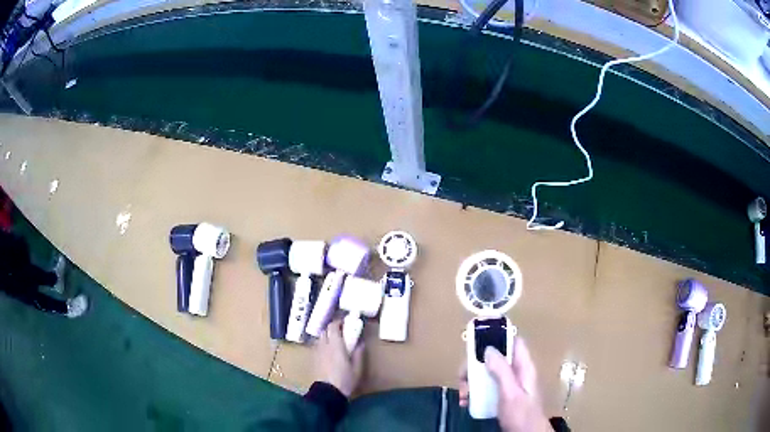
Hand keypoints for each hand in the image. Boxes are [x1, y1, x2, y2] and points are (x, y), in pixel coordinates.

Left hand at [314, 319, 364, 396]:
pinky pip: (317, 346)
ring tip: (334, 341)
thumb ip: (358, 354)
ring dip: (326, 336)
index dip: (338, 322)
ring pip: (320, 338)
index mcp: (335, 345)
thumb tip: (360, 343)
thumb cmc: (345, 380)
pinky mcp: (313, 359)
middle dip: (332, 328)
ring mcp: (317, 352)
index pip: (333, 327)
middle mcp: (324, 345)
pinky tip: (328, 351)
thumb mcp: (357, 368)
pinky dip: (322, 344)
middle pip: (325, 330)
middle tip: (341, 331)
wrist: (328, 392)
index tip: (345, 323)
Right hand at [459, 338, 550, 431]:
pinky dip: (474, 391)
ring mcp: (509, 384)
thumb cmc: (522, 414)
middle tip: (463, 376)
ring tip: (463, 393)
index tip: (478, 338)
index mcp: (524, 367)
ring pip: (487, 372)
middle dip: (476, 364)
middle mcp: (516, 372)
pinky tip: (466, 401)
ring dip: (472, 380)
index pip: (514, 342)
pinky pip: (486, 386)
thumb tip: (489, 349)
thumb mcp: (511, 393)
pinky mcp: (501, 395)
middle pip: (495, 358)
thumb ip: (502, 371)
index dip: (498, 336)